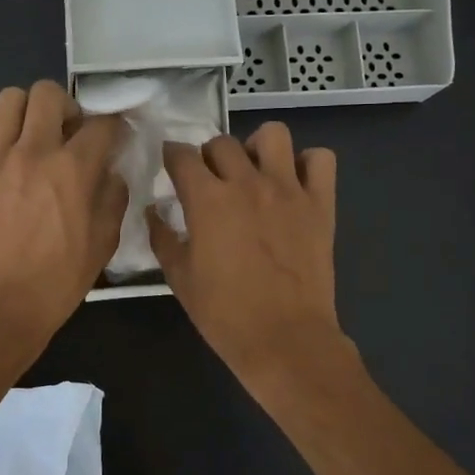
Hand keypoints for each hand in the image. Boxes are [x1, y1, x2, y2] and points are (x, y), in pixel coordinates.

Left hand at [0, 80, 127, 351]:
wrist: (1, 306)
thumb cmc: (58, 280)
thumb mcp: (103, 243)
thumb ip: (113, 198)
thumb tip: (110, 171)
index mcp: (73, 169)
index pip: (102, 123)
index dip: (114, 125)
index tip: (113, 136)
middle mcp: (34, 151)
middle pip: (49, 93)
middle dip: (66, 106)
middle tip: (67, 133)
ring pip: (9, 99)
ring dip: (27, 112)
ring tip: (30, 137)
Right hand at [147, 122, 348, 385]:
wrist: (284, 339)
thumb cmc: (225, 314)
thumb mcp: (179, 278)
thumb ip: (163, 237)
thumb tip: (154, 211)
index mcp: (208, 200)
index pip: (182, 155)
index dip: (172, 157)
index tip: (171, 168)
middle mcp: (247, 183)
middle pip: (222, 142)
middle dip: (209, 157)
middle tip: (210, 182)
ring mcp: (288, 189)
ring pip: (273, 135)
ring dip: (257, 148)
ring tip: (254, 173)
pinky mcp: (320, 204)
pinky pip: (320, 160)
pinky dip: (307, 164)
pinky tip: (294, 184)